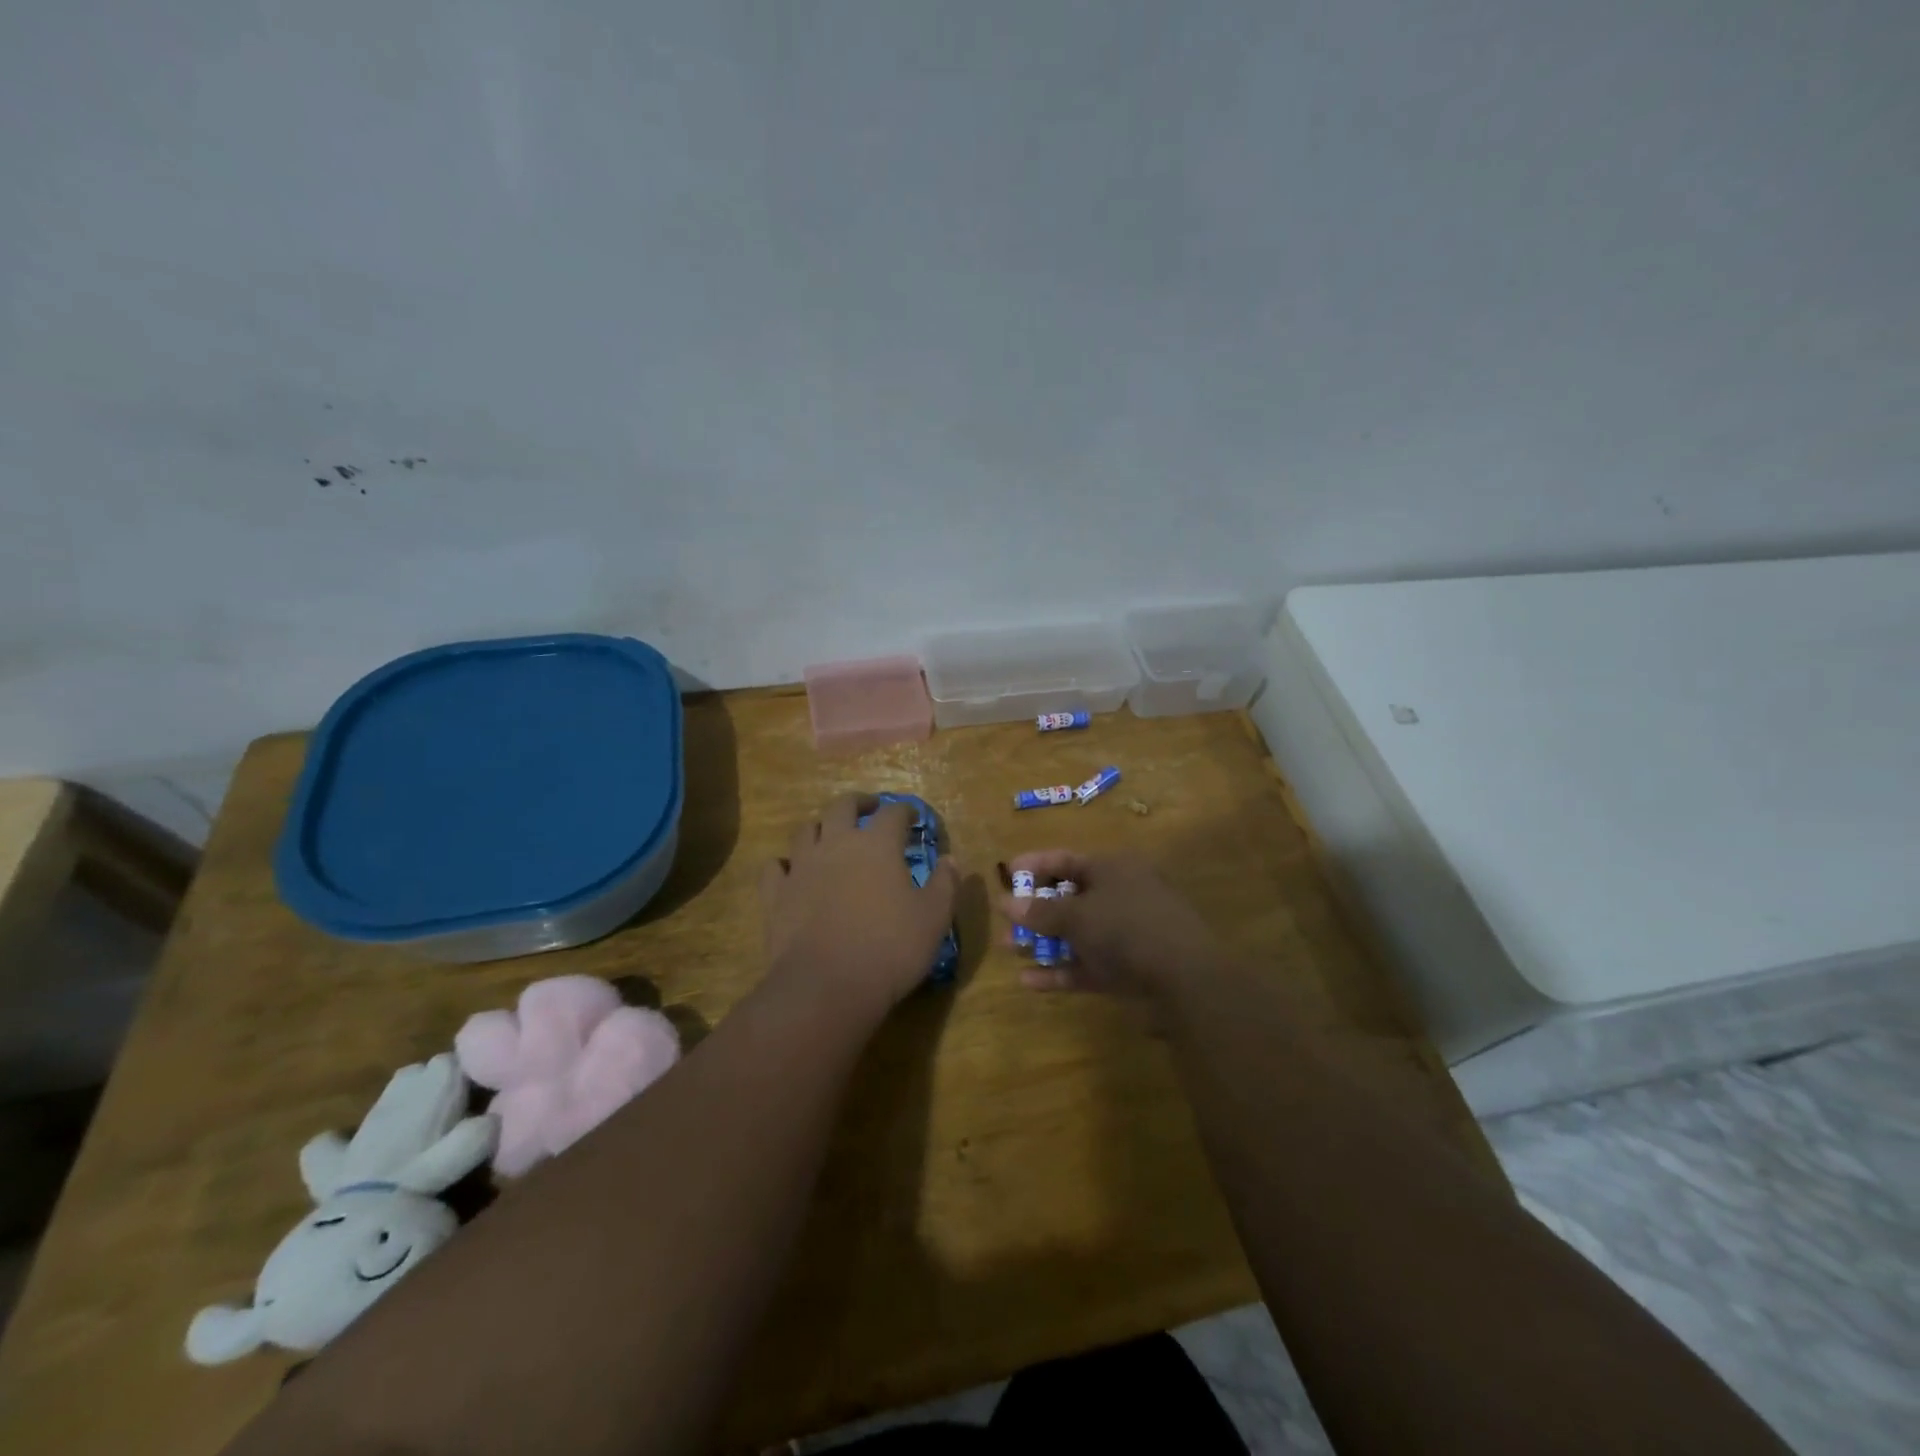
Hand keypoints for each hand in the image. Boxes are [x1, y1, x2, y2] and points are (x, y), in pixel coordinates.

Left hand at [759, 794, 960, 1018]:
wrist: (826, 986)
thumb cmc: (890, 949)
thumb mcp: (934, 918)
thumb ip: (945, 884)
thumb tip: (951, 860)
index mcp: (877, 844)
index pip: (893, 813)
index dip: (905, 811)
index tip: (913, 818)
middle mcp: (837, 844)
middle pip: (843, 806)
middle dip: (859, 803)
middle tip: (869, 809)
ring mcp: (801, 867)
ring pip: (806, 830)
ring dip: (821, 828)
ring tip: (831, 837)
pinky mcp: (775, 894)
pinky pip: (774, 867)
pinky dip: (784, 864)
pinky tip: (791, 872)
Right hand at [997, 852, 1222, 1000]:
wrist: (1187, 978)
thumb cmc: (1127, 928)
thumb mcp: (1077, 916)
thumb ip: (1040, 911)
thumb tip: (1005, 903)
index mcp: (1113, 868)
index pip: (1066, 859)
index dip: (1034, 865)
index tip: (1005, 873)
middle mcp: (1121, 895)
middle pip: (1071, 897)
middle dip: (1035, 910)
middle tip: (1005, 921)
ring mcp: (1128, 933)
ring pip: (1078, 933)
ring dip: (1044, 941)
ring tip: (1010, 950)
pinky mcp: (1131, 967)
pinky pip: (1089, 964)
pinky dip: (1061, 970)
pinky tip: (1028, 981)